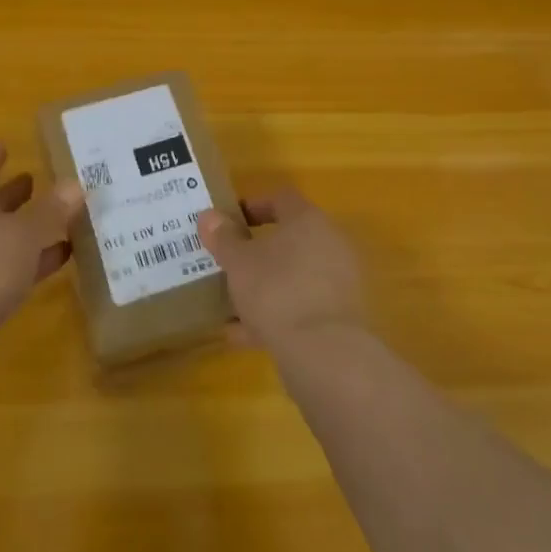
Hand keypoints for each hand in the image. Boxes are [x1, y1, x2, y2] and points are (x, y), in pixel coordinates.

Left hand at [0, 146, 82, 357]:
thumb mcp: (23, 234)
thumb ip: (51, 210)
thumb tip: (75, 183)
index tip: (6, 145)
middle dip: (13, 194)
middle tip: (39, 181)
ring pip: (2, 239)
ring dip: (27, 230)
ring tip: (61, 219)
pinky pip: (9, 269)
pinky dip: (32, 262)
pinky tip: (60, 258)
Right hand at [196, 188, 364, 355]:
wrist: (325, 353)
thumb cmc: (277, 290)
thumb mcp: (238, 262)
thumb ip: (223, 237)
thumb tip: (209, 216)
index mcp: (308, 220)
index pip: (281, 199)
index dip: (253, 206)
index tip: (230, 222)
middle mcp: (330, 243)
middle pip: (289, 240)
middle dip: (257, 253)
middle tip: (229, 264)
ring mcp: (340, 281)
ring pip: (294, 277)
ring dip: (264, 288)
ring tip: (231, 308)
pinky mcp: (341, 317)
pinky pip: (303, 307)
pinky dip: (277, 316)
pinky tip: (245, 337)